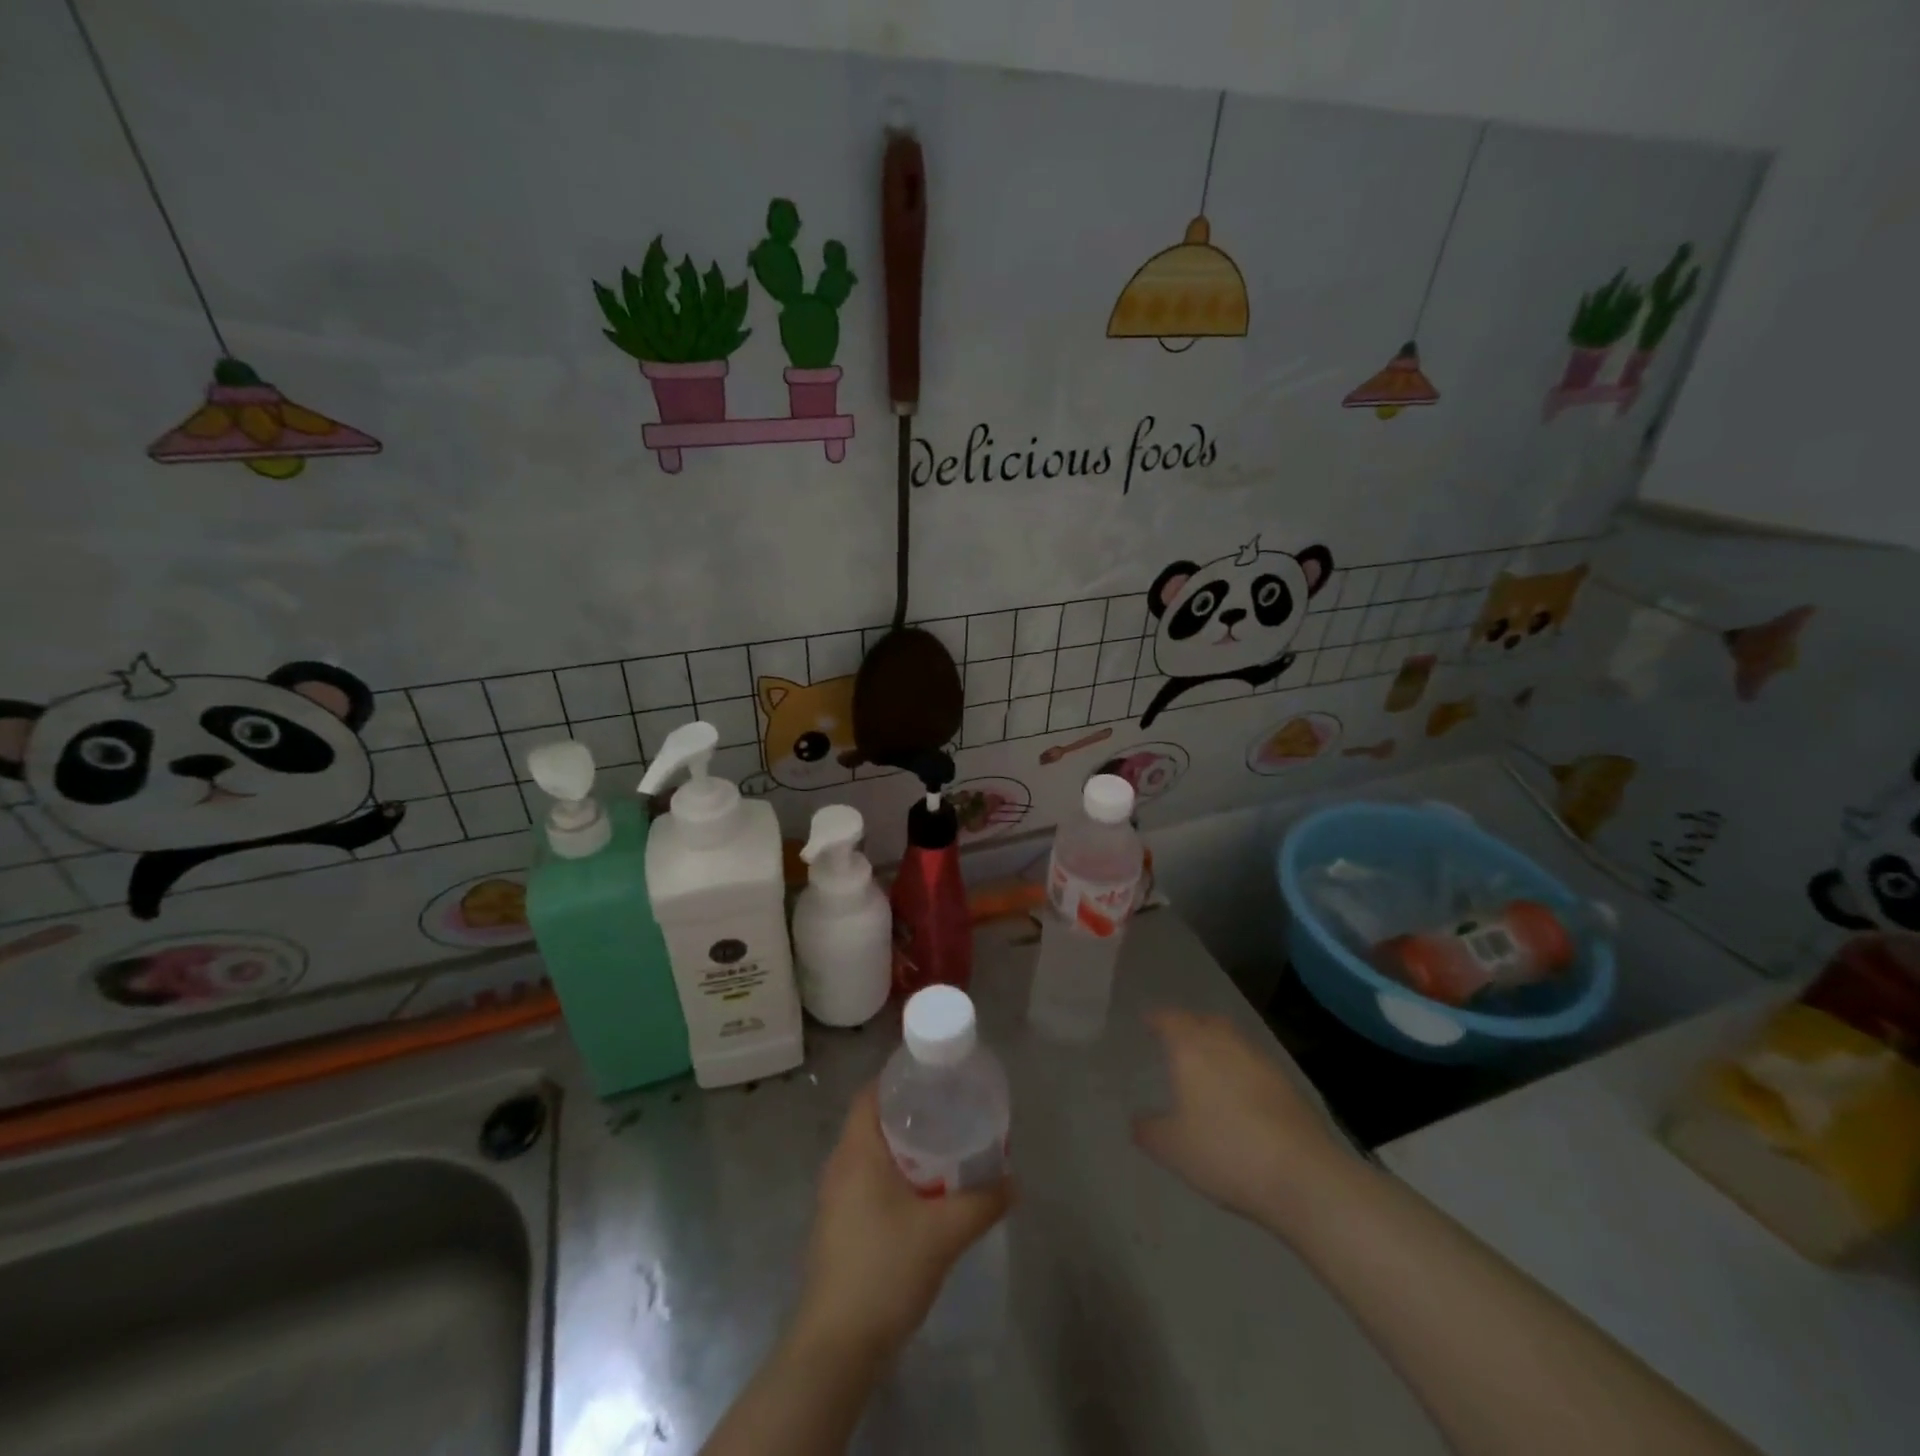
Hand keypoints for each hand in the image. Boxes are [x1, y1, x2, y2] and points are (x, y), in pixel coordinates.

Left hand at [794, 1083, 1012, 1359]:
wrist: (836, 1348)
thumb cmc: (884, 1271)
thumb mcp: (944, 1233)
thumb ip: (982, 1202)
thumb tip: (1013, 1181)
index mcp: (856, 1151)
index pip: (872, 1093)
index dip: (901, 1078)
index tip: (936, 1077)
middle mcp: (839, 1165)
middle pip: (873, 1121)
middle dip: (910, 1113)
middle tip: (950, 1111)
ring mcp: (834, 1199)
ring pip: (870, 1154)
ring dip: (903, 1148)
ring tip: (944, 1148)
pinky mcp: (837, 1227)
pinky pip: (866, 1181)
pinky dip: (893, 1175)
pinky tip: (922, 1194)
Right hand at [1133, 1008, 1347, 1226]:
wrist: (1302, 1174)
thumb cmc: (1225, 1152)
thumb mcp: (1172, 1149)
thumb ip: (1148, 1130)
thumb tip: (1138, 1119)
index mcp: (1191, 1049)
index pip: (1170, 1019)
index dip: (1156, 1019)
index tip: (1147, 1022)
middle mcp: (1225, 1043)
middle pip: (1205, 1021)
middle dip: (1190, 1025)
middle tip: (1177, 1039)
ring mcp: (1261, 1061)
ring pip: (1233, 1039)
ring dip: (1218, 1044)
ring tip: (1207, 1065)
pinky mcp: (1288, 1084)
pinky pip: (1254, 1063)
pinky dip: (1241, 1068)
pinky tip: (1239, 1092)